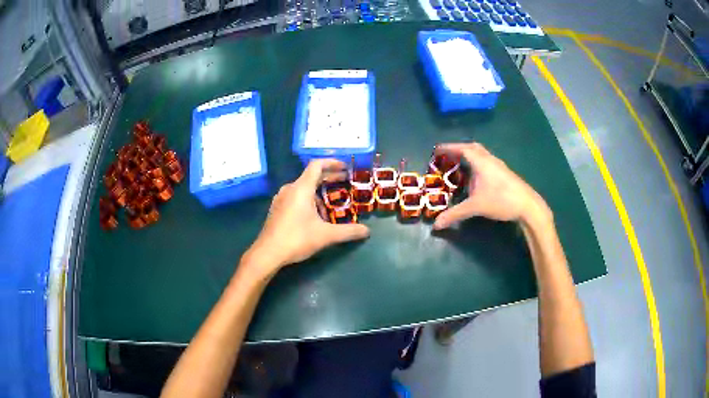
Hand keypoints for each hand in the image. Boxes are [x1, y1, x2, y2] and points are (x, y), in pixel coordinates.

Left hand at [244, 159, 369, 272]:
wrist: (268, 253)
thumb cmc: (296, 239)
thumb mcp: (326, 235)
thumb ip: (348, 231)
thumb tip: (367, 231)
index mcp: (301, 188)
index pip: (317, 165)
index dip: (333, 163)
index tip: (346, 167)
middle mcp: (290, 189)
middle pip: (311, 176)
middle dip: (330, 179)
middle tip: (346, 183)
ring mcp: (281, 198)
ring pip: (304, 189)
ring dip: (319, 195)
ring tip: (331, 209)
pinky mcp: (277, 209)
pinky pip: (296, 198)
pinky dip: (308, 201)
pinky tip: (314, 218)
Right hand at [433, 142, 550, 229]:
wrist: (528, 206)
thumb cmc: (501, 200)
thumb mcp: (476, 207)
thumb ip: (455, 214)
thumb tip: (436, 224)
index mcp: (481, 162)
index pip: (462, 149)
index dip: (448, 148)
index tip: (436, 150)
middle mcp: (490, 159)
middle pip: (472, 148)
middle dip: (458, 150)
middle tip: (447, 157)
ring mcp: (499, 166)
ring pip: (481, 155)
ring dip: (469, 157)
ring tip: (459, 167)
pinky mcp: (504, 173)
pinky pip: (487, 163)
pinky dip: (477, 165)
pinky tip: (475, 179)